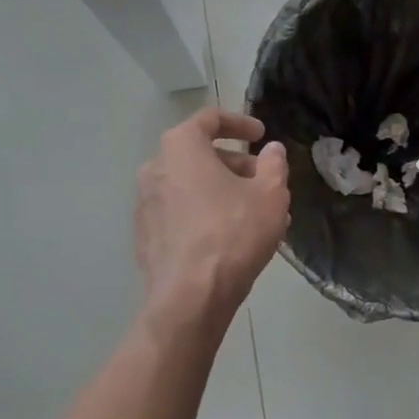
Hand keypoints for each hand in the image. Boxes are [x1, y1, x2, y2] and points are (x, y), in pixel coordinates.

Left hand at [134, 108, 289, 331]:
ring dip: (222, 191)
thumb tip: (271, 150)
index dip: (239, 123)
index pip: (209, 119)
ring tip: (255, 212)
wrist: (190, 298)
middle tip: (263, 179)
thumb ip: (274, 164)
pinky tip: (231, 236)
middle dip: (234, 163)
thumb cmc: (233, 233)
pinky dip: (204, 213)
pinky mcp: (145, 236)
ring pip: (190, 185)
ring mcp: (145, 204)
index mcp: (181, 148)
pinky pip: (180, 212)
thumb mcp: (270, 194)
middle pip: (199, 154)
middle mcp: (155, 169)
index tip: (261, 134)